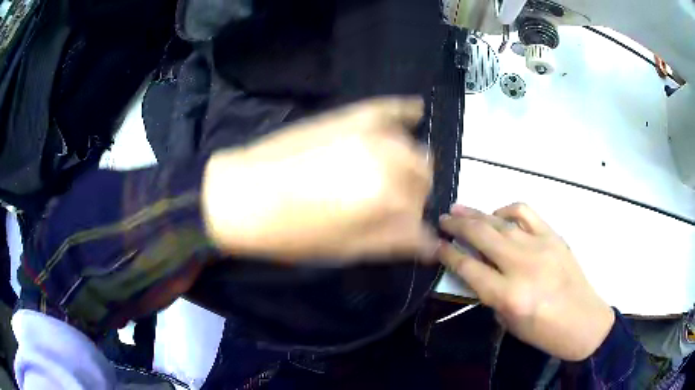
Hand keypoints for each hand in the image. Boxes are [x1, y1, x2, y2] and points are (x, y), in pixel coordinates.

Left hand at [202, 97, 437, 261]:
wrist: (243, 195)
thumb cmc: (292, 233)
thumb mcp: (348, 250)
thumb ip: (395, 244)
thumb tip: (430, 245)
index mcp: (390, 202)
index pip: (422, 219)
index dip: (414, 229)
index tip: (405, 234)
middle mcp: (391, 162)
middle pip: (424, 179)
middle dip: (413, 196)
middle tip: (387, 207)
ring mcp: (373, 133)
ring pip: (416, 151)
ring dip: (410, 167)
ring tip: (388, 176)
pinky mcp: (353, 115)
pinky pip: (393, 109)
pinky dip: (407, 112)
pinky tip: (415, 113)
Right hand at [438, 203, 614, 360]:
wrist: (583, 322)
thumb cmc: (543, 332)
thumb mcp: (508, 321)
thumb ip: (489, 293)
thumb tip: (475, 268)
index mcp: (508, 296)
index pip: (468, 267)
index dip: (448, 253)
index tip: (436, 245)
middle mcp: (522, 266)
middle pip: (482, 236)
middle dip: (457, 225)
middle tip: (442, 219)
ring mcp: (541, 246)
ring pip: (501, 221)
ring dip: (477, 213)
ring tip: (459, 208)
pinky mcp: (554, 236)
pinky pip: (526, 213)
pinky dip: (507, 210)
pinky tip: (499, 216)